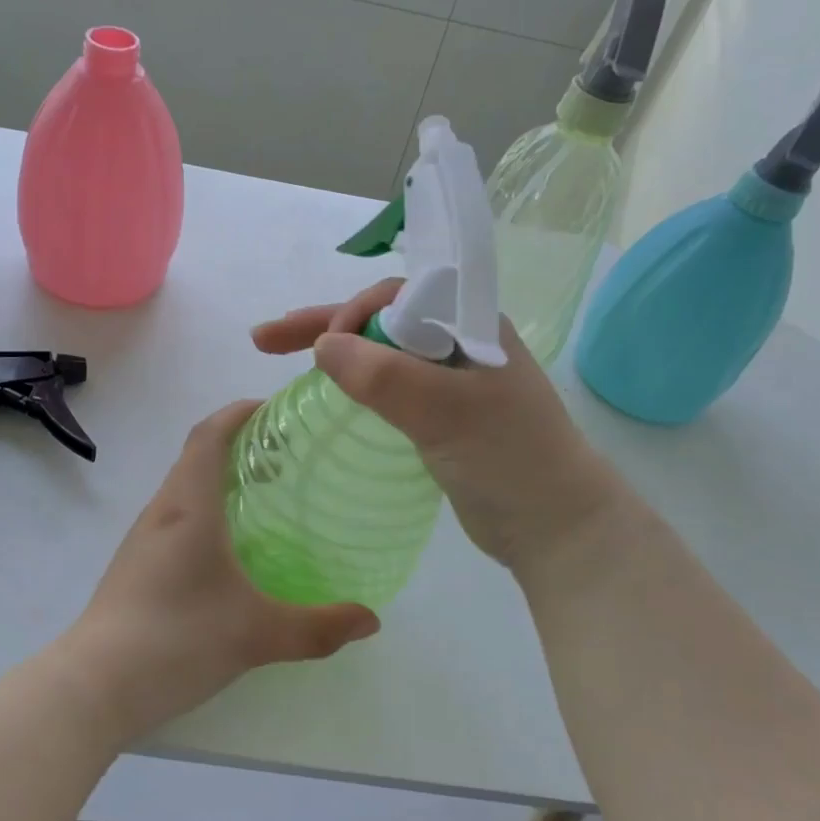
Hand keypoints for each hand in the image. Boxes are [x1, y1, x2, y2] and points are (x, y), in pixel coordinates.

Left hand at [61, 401, 380, 741]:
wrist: (95, 686)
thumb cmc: (177, 639)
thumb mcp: (258, 634)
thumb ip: (319, 627)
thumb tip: (371, 620)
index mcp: (189, 505)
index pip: (209, 434)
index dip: (239, 412)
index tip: (275, 410)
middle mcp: (162, 510)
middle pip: (197, 455)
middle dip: (239, 444)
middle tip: (287, 458)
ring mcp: (143, 538)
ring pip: (184, 488)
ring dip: (220, 478)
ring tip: (265, 498)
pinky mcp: (135, 565)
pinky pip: (175, 518)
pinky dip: (205, 510)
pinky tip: (230, 550)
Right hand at [252, 280, 629, 582]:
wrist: (553, 525)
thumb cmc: (508, 458)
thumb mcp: (446, 411)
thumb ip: (385, 376)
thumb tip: (323, 347)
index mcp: (469, 324)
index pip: (398, 295)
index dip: (352, 311)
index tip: (324, 346)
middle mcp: (457, 343)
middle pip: (380, 320)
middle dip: (324, 325)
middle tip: (266, 338)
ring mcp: (448, 380)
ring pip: (379, 352)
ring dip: (332, 350)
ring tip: (277, 351)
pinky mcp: (438, 414)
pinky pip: (387, 384)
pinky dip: (353, 380)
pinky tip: (327, 389)